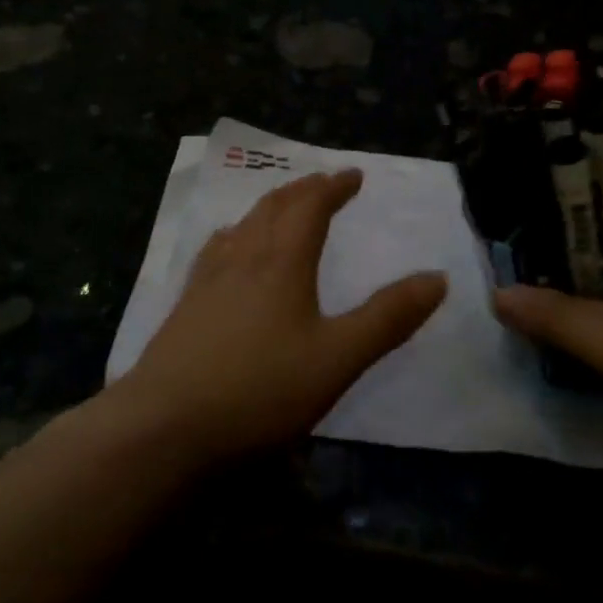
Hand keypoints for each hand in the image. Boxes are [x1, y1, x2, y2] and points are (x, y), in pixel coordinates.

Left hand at [118, 169, 447, 465]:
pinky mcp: (184, 308)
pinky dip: (235, 236)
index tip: (353, 175)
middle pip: (273, 209)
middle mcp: (242, 259)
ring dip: (268, 209)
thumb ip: (388, 318)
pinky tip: (228, 251)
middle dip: (302, 191)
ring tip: (281, 208)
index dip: (333, 187)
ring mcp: (206, 282)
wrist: (164, 427)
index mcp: (281, 262)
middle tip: (322, 183)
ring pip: (241, 226)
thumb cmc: (260, 390)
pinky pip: (215, 251)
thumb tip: (437, 278)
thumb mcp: (338, 358)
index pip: (310, 207)